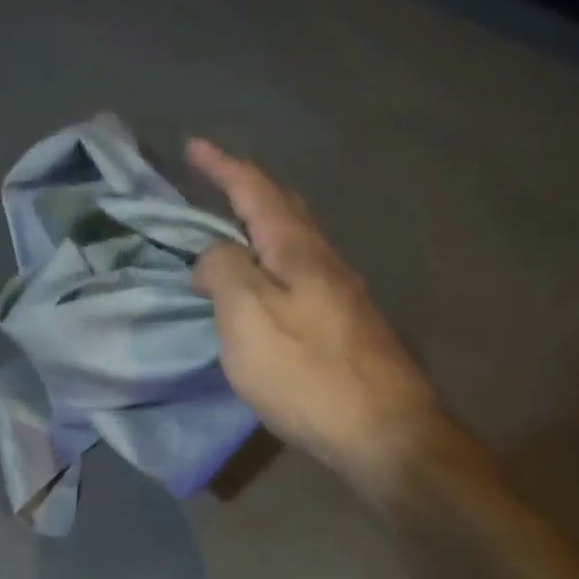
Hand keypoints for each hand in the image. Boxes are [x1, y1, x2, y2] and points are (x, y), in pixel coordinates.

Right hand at [189, 140, 440, 489]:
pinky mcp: (347, 325)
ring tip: (232, 229)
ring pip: (296, 241)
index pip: (256, 190)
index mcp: (298, 249)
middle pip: (286, 207)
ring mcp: (343, 293)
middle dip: (248, 187)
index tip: (194, 145)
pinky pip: (300, 273)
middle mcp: (326, 260)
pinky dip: (272, 261)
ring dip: (262, 224)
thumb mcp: (248, 315)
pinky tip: (265, 283)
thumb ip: (224, 270)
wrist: (384, 433)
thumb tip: (214, 255)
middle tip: (216, 179)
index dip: (222, 166)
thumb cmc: (307, 371)